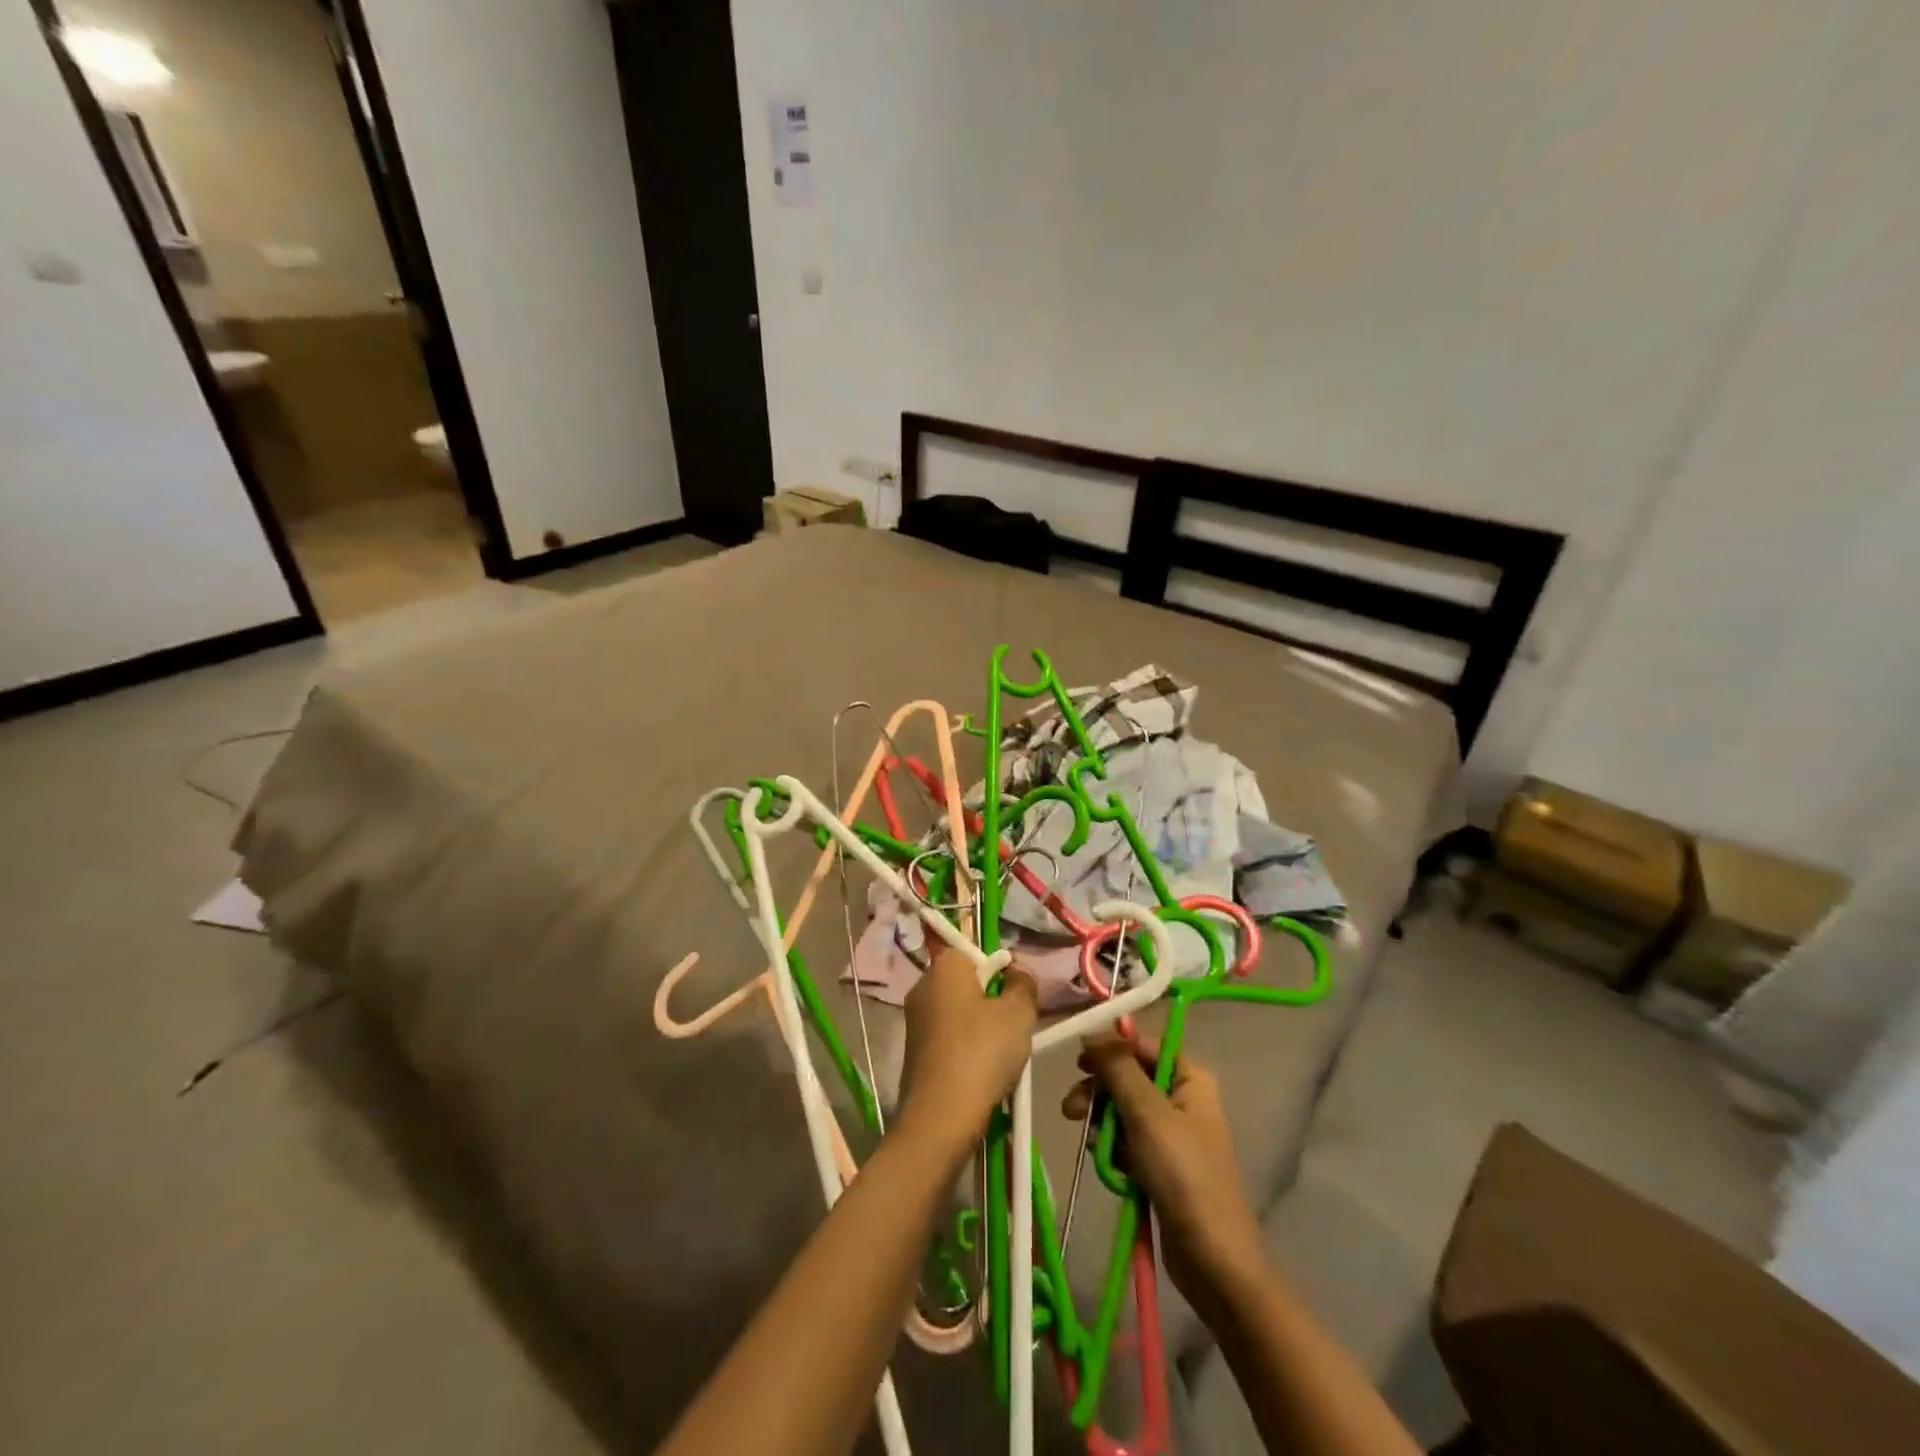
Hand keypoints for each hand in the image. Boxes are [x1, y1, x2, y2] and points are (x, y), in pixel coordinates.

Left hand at [899, 950, 1037, 1153]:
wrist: (940, 1117)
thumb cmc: (982, 1052)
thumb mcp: (1019, 1013)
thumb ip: (1023, 984)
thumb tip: (1016, 971)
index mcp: (943, 967)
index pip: (973, 952)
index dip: (999, 971)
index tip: (1015, 996)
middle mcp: (922, 987)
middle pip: (966, 984)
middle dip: (993, 1002)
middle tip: (1014, 1027)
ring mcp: (914, 1021)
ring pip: (959, 1014)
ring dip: (982, 1030)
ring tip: (1002, 1056)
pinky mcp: (913, 1053)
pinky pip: (949, 1040)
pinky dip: (966, 1051)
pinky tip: (982, 1074)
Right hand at [1063, 1035, 1265, 1310]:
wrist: (1213, 1259)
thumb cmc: (1183, 1175)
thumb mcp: (1147, 1114)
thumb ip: (1118, 1069)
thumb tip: (1091, 1032)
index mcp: (1189, 1078)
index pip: (1142, 1045)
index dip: (1110, 1048)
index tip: (1078, 1062)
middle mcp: (1182, 1098)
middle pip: (1128, 1077)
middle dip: (1099, 1091)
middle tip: (1071, 1109)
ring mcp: (1172, 1133)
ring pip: (1122, 1110)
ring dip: (1101, 1122)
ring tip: (1087, 1141)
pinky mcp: (1160, 1164)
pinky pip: (1126, 1141)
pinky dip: (1112, 1148)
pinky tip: (1105, 1164)